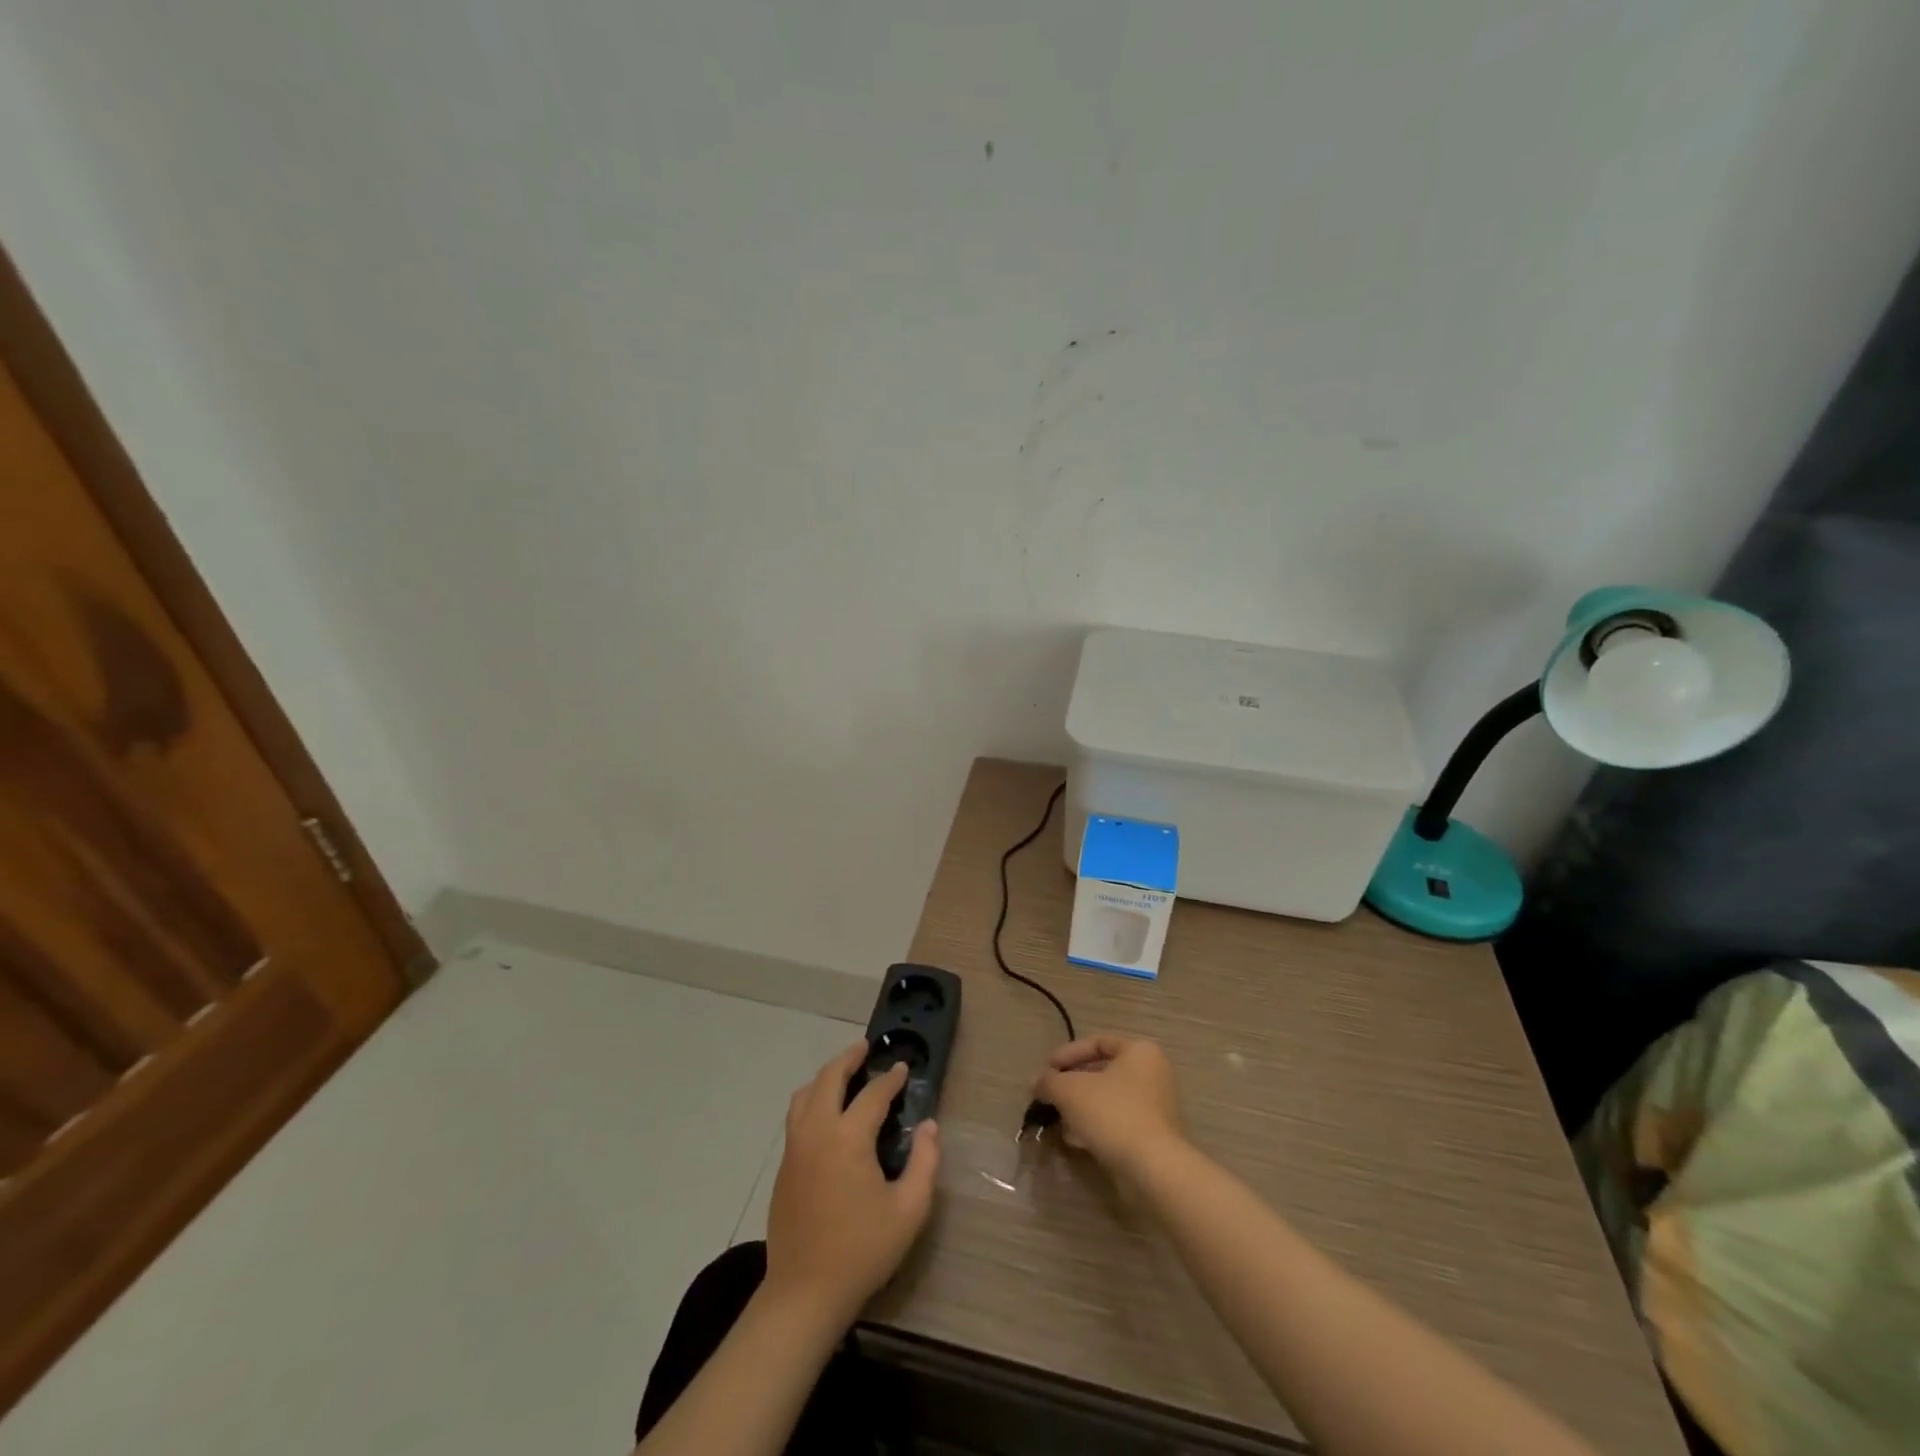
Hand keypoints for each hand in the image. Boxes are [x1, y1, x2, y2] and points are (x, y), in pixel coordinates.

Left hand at [763, 1043, 940, 1327]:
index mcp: (848, 1137)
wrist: (804, 1293)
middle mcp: (817, 1131)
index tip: (904, 1068)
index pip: (873, 1094)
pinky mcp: (784, 1166)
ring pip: (805, 1094)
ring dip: (825, 1076)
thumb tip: (930, 1126)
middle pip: (829, 1078)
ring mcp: (795, 1148)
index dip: (891, 1079)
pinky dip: (812, 1100)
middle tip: (866, 1049)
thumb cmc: (862, 1250)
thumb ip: (925, 1162)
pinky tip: (826, 1112)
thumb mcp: (909, 1210)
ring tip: (844, 1074)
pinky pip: (796, 1116)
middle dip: (849, 1058)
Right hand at [1033, 1034, 1183, 1176]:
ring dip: (1080, 1107)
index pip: (1097, 1042)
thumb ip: (1049, 1081)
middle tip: (1049, 1096)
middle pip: (1102, 1072)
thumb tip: (1036, 1082)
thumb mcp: (1070, 1091)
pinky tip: (1073, 1139)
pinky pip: (1117, 1122)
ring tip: (1056, 1120)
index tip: (1046, 1070)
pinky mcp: (1152, 1136)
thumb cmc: (1113, 1114)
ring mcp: (1155, 1107)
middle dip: (1071, 1084)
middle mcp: (1152, 1074)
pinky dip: (1094, 1126)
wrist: (1152, 1169)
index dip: (1067, 1054)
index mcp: (1139, 1051)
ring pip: (1108, 1099)